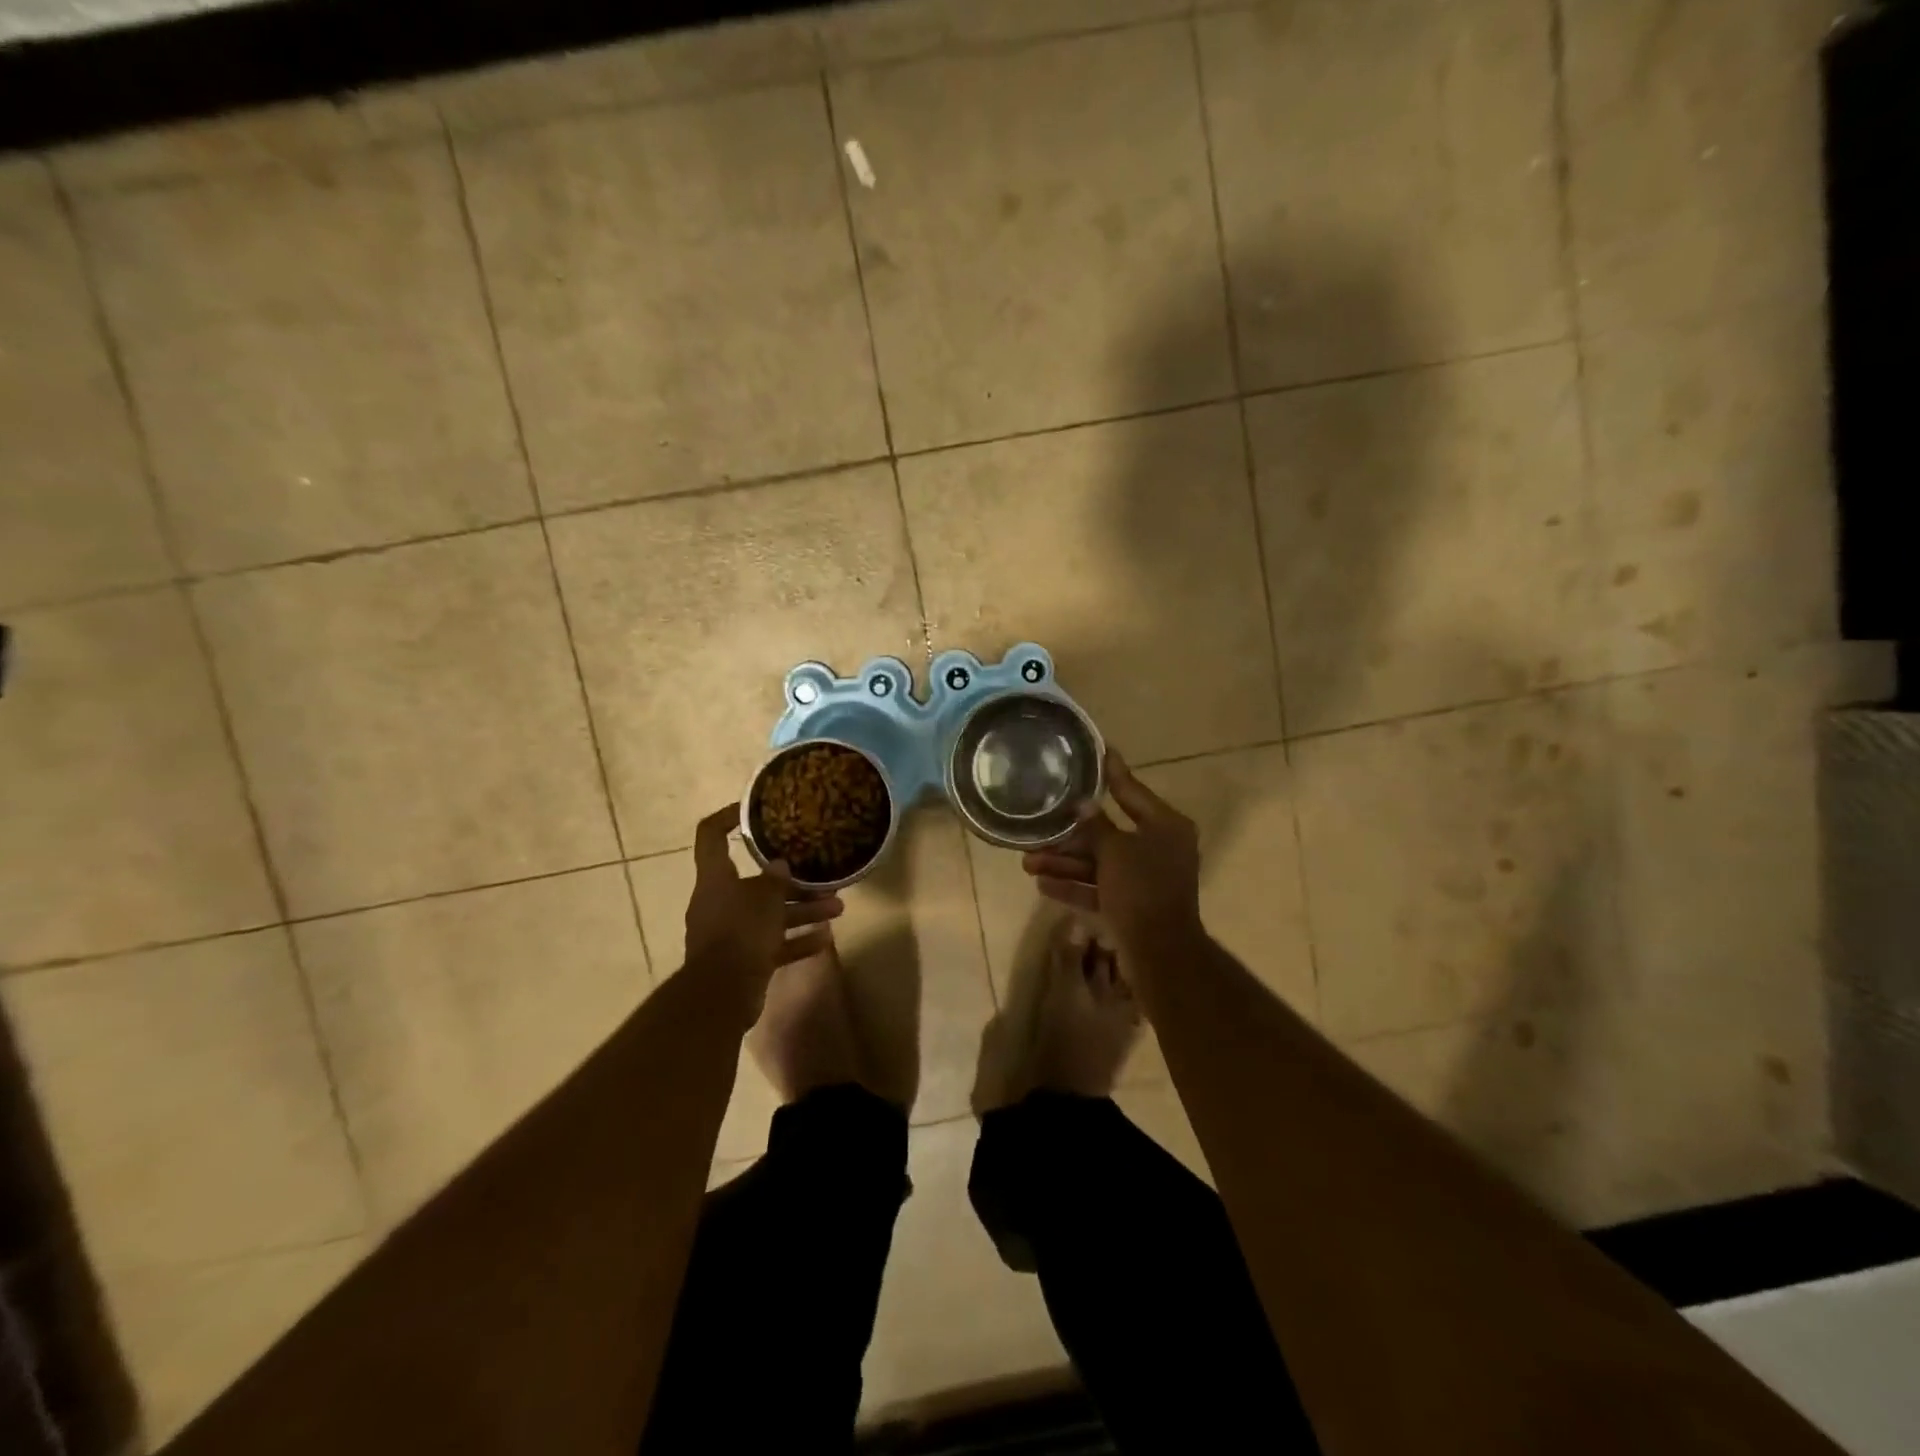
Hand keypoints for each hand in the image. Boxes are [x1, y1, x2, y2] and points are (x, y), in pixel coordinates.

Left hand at [685, 805, 842, 1002]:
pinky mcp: (743, 960)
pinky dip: (796, 940)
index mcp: (715, 879)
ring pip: (770, 915)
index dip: (727, 817)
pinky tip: (825, 939)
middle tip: (822, 878)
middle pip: (756, 883)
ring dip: (803, 911)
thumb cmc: (740, 933)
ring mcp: (730, 933)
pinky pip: (773, 944)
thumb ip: (775, 880)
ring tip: (837, 909)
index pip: (711, 836)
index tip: (751, 811)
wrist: (722, 994)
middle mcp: (719, 902)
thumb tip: (780, 865)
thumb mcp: (764, 899)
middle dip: (792, 882)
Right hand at [1021, 752, 1203, 956]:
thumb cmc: (1141, 890)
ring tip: (1028, 861)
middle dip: (1071, 835)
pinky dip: (1075, 885)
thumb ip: (1096, 826)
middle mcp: (1158, 848)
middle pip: (1108, 832)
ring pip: (1100, 863)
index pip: (1132, 791)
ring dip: (1065, 862)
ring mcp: (1146, 878)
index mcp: (1165, 826)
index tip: (1099, 750)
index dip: (1112, 773)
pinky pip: (1100, 887)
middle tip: (1039, 826)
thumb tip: (1083, 805)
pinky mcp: (1133, 905)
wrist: (1160, 954)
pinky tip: (1043, 883)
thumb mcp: (1114, 852)